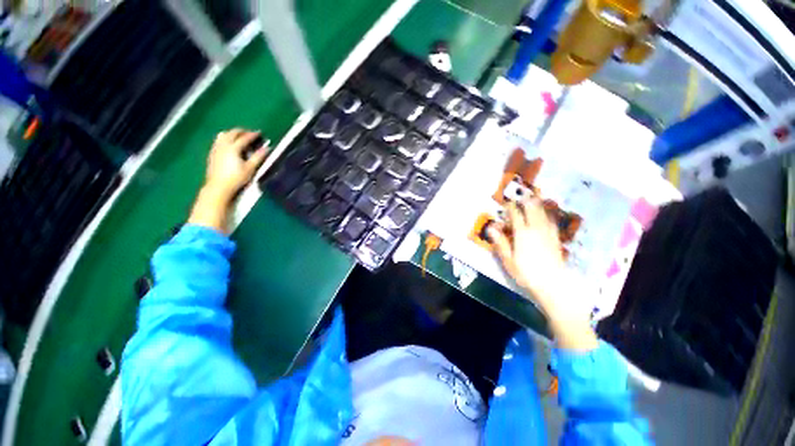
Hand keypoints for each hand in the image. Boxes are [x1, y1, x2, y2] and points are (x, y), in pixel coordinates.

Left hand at [205, 129, 268, 199]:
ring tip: (239, 136)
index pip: (244, 138)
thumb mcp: (250, 168)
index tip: (259, 133)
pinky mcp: (212, 153)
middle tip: (250, 133)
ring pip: (223, 135)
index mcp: (233, 148)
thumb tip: (267, 148)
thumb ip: (258, 157)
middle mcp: (223, 145)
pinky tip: (228, 144)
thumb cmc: (236, 178)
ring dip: (232, 133)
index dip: (252, 135)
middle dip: (241, 131)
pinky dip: (225, 138)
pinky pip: (218, 140)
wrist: (218, 187)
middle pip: (232, 133)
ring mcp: (216, 149)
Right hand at [488, 197, 597, 350]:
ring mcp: (548, 234)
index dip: (511, 208)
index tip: (507, 203)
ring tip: (534, 198)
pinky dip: (547, 215)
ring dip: (537, 205)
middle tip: (521, 195)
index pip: (516, 216)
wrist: (553, 285)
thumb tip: (491, 228)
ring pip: (543, 214)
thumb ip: (500, 242)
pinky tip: (547, 214)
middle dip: (526, 202)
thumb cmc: (527, 273)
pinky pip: (551, 222)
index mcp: (523, 234)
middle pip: (532, 210)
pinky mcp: (556, 239)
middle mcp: (536, 230)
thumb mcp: (508, 260)